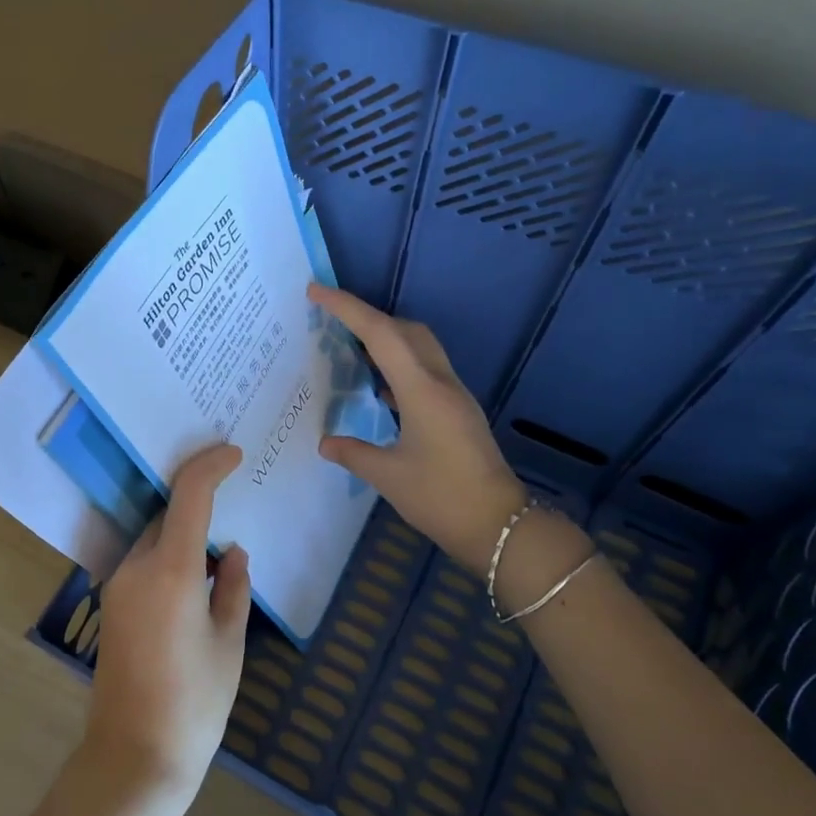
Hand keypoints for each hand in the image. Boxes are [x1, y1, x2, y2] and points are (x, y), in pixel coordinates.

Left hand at [84, 443, 250, 815]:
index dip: (211, 465)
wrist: (134, 757)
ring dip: (183, 536)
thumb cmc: (195, 703)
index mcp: (171, 570)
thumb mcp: (230, 643)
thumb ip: (234, 589)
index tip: (234, 455)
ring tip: (220, 554)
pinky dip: (169, 558)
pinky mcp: (111, 606)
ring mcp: (117, 587)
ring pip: (154, 540)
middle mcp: (136, 567)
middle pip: (168, 516)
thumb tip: (234, 555)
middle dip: (199, 505)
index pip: (189, 495)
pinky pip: (143, 564)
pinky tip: (195, 584)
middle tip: (234, 508)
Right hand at [310, 283, 540, 572]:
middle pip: (405, 329)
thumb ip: (354, 453)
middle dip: (367, 317)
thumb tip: (326, 442)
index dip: (347, 308)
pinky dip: (399, 365)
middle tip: (331, 320)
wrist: (500, 525)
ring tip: (351, 348)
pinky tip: (379, 388)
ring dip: (386, 338)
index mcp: (421, 390)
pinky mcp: (458, 410)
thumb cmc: (441, 498)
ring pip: (419, 347)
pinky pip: (425, 370)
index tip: (316, 291)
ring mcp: (454, 395)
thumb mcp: (388, 476)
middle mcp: (441, 382)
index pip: (380, 334)